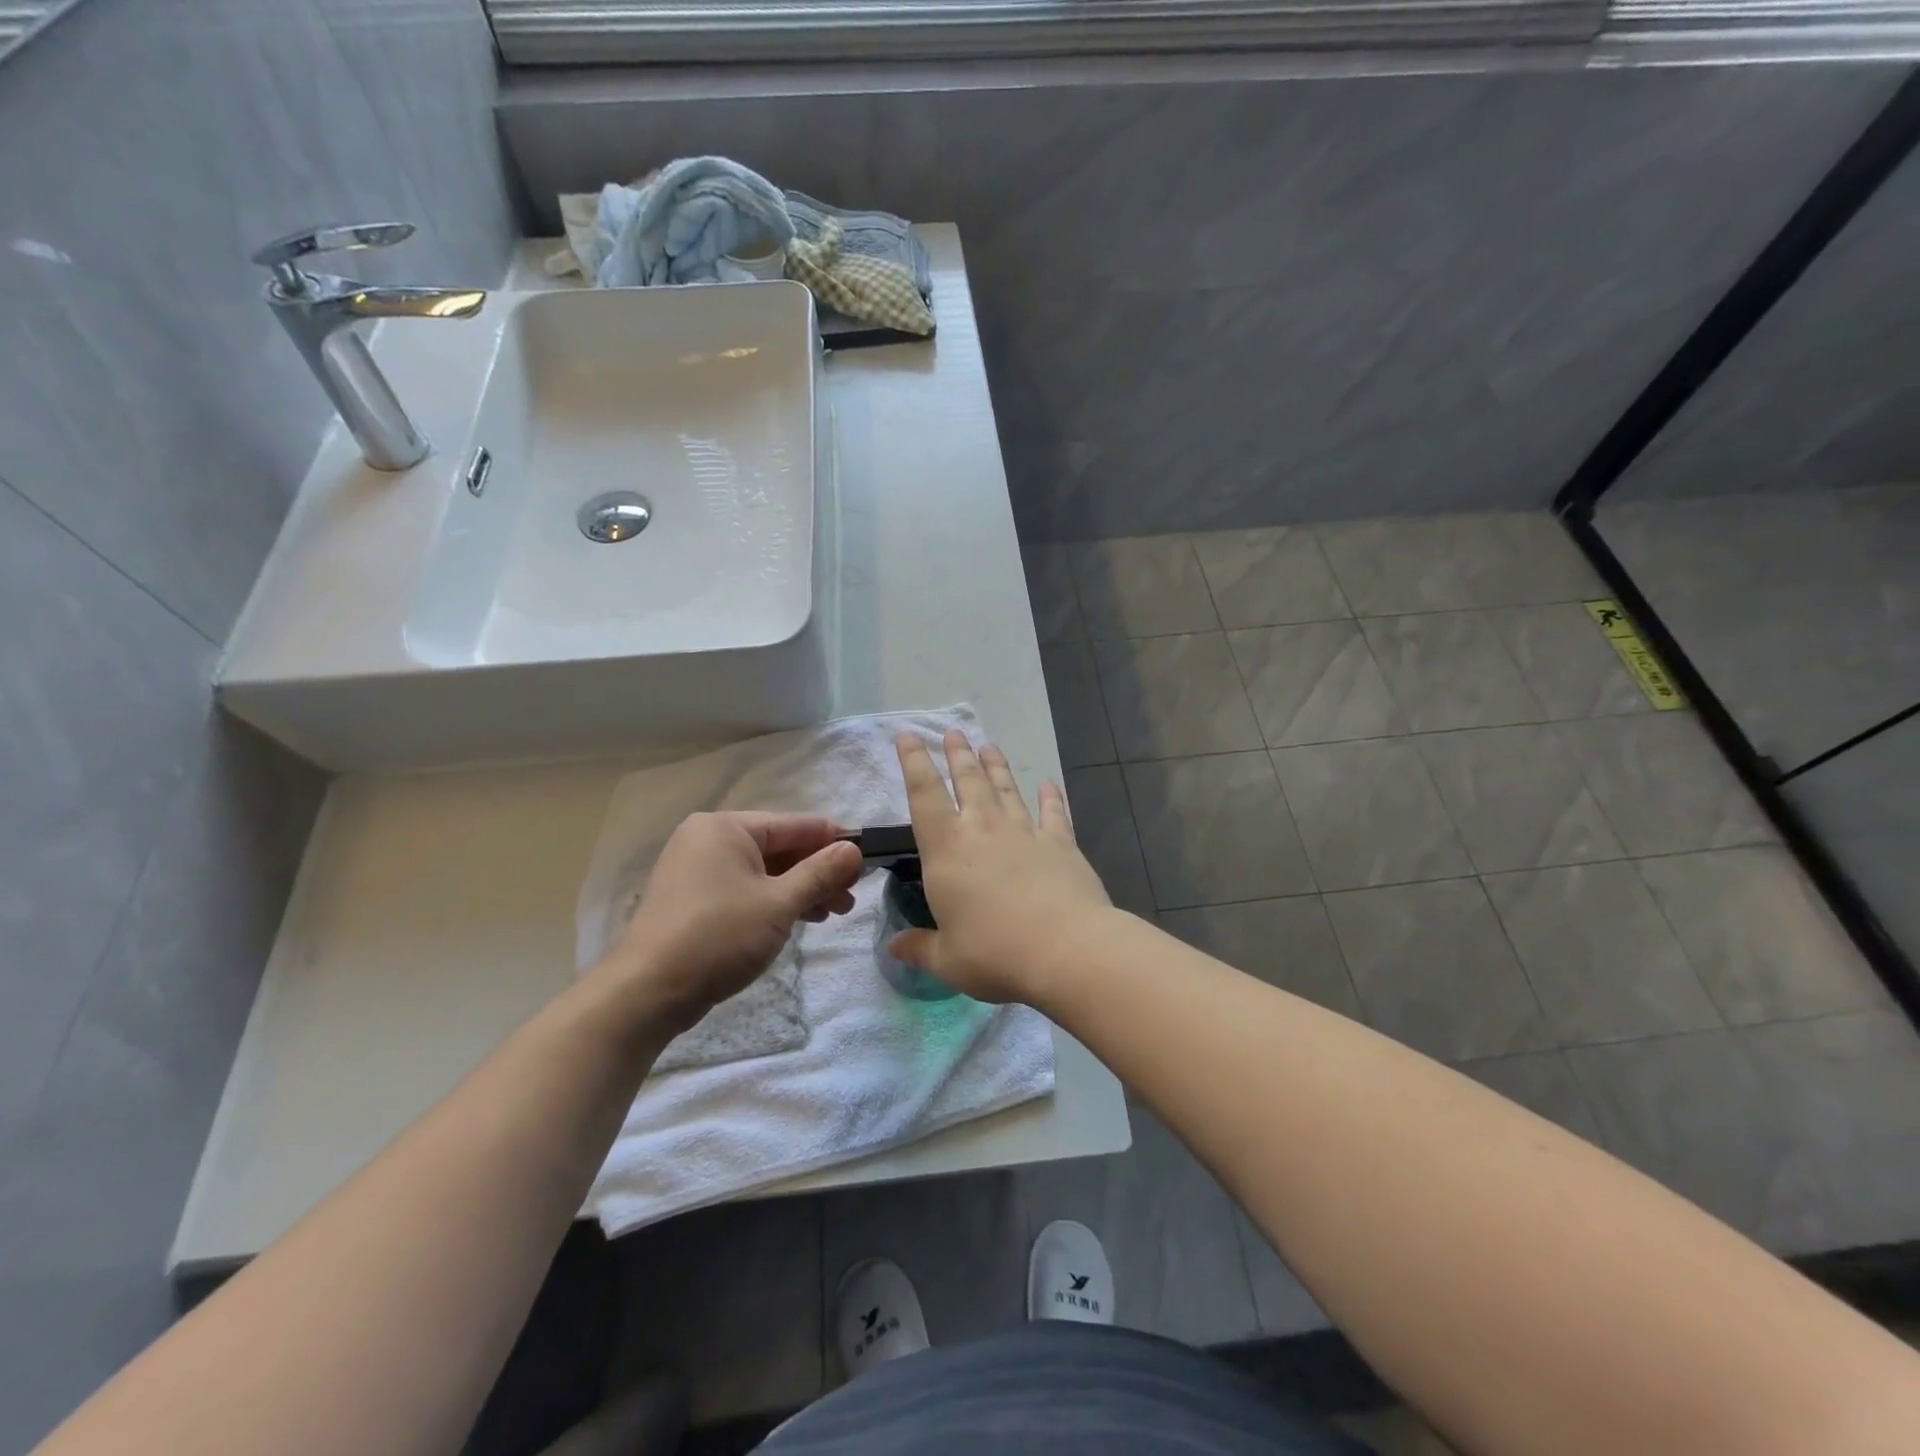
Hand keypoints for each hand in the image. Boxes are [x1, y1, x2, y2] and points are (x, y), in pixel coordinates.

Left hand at [597, 812, 863, 1034]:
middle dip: (819, 872)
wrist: (647, 992)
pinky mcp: (694, 900)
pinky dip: (775, 901)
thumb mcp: (780, 903)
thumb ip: (821, 872)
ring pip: (765, 871)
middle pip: (780, 847)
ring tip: (834, 913)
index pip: (795, 824)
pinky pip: (746, 889)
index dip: (834, 840)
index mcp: (726, 828)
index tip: (868, 858)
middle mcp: (709, 840)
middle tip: (851, 897)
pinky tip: (801, 919)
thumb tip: (854, 849)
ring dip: (801, 889)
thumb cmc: (719, 936)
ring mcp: (698, 870)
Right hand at [890, 731, 1112, 1003]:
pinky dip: (1050, 797)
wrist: (1066, 949)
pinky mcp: (1061, 843)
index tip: (908, 736)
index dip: (913, 762)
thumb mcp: (947, 959)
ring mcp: (1025, 832)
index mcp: (947, 849)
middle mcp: (984, 829)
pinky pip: (1053, 812)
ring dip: (996, 766)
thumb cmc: (995, 953)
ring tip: (989, 746)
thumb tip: (894, 946)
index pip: (923, 794)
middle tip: (953, 733)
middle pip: (968, 780)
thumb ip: (919, 947)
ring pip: (1006, 789)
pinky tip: (1048, 784)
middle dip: (958, 754)